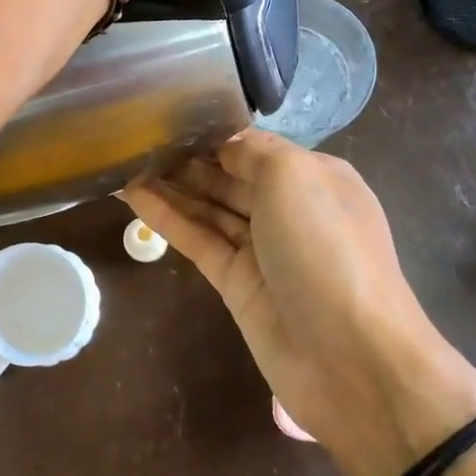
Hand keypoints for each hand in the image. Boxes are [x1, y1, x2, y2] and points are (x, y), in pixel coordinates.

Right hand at [123, 130, 475, 475]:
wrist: (350, 357)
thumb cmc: (326, 249)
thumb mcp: (295, 177)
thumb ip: (252, 151)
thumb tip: (222, 146)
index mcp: (315, 177)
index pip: (255, 147)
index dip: (213, 134)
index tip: (167, 118)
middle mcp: (290, 210)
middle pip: (229, 177)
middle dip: (187, 159)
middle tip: (134, 140)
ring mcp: (262, 250)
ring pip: (209, 209)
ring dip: (170, 186)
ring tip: (124, 162)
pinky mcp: (236, 283)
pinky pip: (197, 240)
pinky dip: (167, 218)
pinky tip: (132, 196)